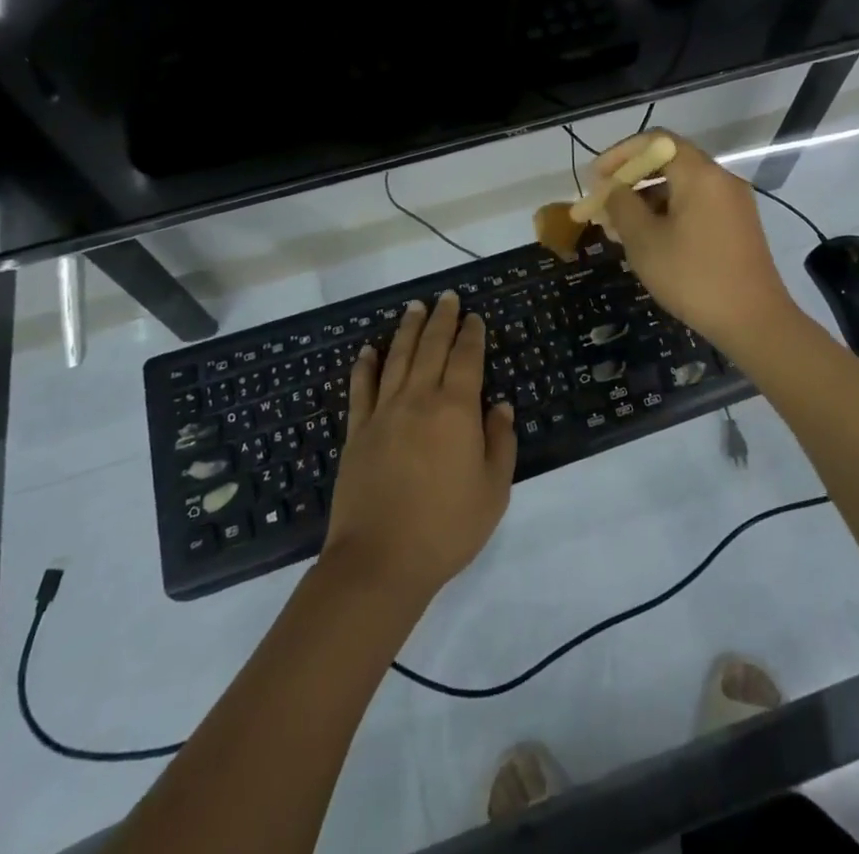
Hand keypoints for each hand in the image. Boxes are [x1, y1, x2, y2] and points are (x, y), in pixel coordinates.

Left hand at [321, 291, 516, 604]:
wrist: (380, 561)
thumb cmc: (446, 528)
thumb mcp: (493, 490)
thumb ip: (500, 442)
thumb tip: (501, 406)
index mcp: (456, 410)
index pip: (466, 359)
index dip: (472, 335)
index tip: (474, 317)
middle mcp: (419, 399)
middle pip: (431, 348)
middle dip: (441, 320)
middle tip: (447, 298)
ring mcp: (383, 413)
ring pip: (396, 359)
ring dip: (407, 330)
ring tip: (414, 308)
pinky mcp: (357, 432)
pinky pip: (361, 389)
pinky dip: (365, 366)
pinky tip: (368, 350)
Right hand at [591, 132, 803, 357]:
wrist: (754, 321)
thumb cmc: (693, 277)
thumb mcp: (644, 241)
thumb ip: (622, 206)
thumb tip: (613, 189)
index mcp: (699, 174)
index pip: (655, 141)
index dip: (620, 154)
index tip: (596, 178)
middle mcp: (720, 179)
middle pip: (668, 162)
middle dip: (630, 180)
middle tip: (603, 204)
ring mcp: (733, 202)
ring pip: (681, 187)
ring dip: (646, 200)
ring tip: (618, 229)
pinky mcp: (737, 225)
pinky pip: (696, 205)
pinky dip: (668, 213)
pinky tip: (648, 241)